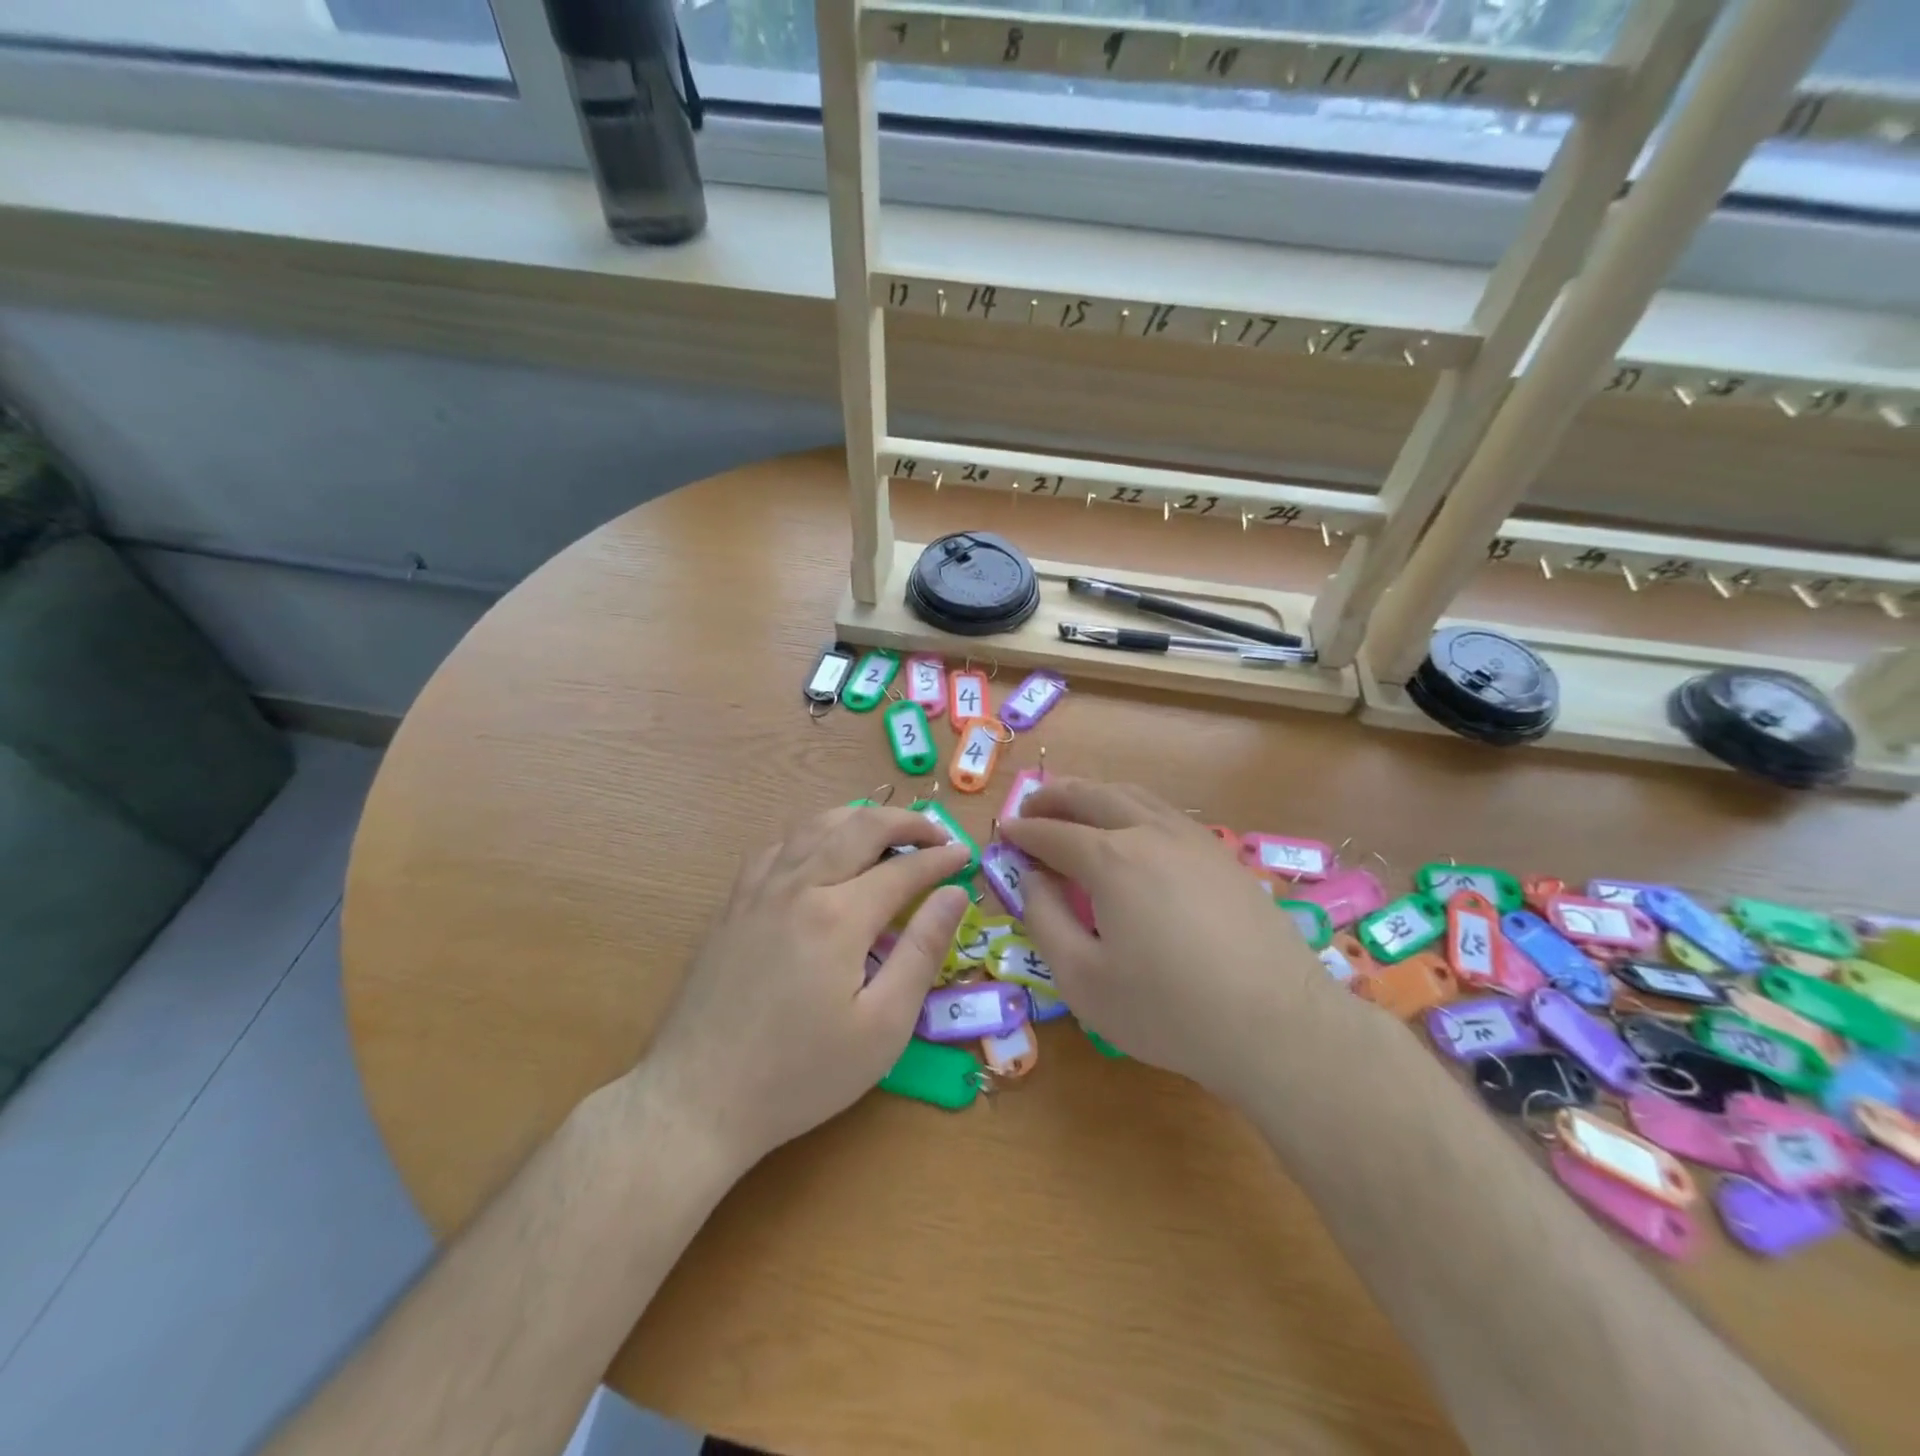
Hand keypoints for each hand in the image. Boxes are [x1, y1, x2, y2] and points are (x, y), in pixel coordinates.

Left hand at [638, 804, 971, 1172]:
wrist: (698, 1098)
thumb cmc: (800, 1074)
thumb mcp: (882, 1027)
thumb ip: (922, 951)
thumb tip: (954, 895)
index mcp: (838, 916)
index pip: (903, 868)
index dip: (941, 858)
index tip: (965, 856)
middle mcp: (798, 885)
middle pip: (860, 827)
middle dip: (906, 822)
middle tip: (936, 834)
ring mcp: (759, 889)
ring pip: (815, 825)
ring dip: (859, 818)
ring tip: (888, 831)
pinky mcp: (733, 903)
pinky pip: (779, 845)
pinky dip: (813, 834)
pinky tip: (822, 852)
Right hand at [1001, 779, 1330, 1103]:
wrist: (1277, 1025)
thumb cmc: (1168, 1010)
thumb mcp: (1083, 979)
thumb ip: (1045, 920)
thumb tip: (1031, 878)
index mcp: (1110, 859)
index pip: (1053, 833)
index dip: (1023, 832)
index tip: (1003, 833)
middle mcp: (1150, 833)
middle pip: (1093, 796)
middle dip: (1055, 797)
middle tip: (1031, 807)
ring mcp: (1193, 840)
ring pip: (1134, 797)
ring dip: (1096, 795)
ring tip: (1075, 807)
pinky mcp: (1223, 856)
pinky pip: (1166, 813)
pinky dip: (1133, 808)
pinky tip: (1133, 831)